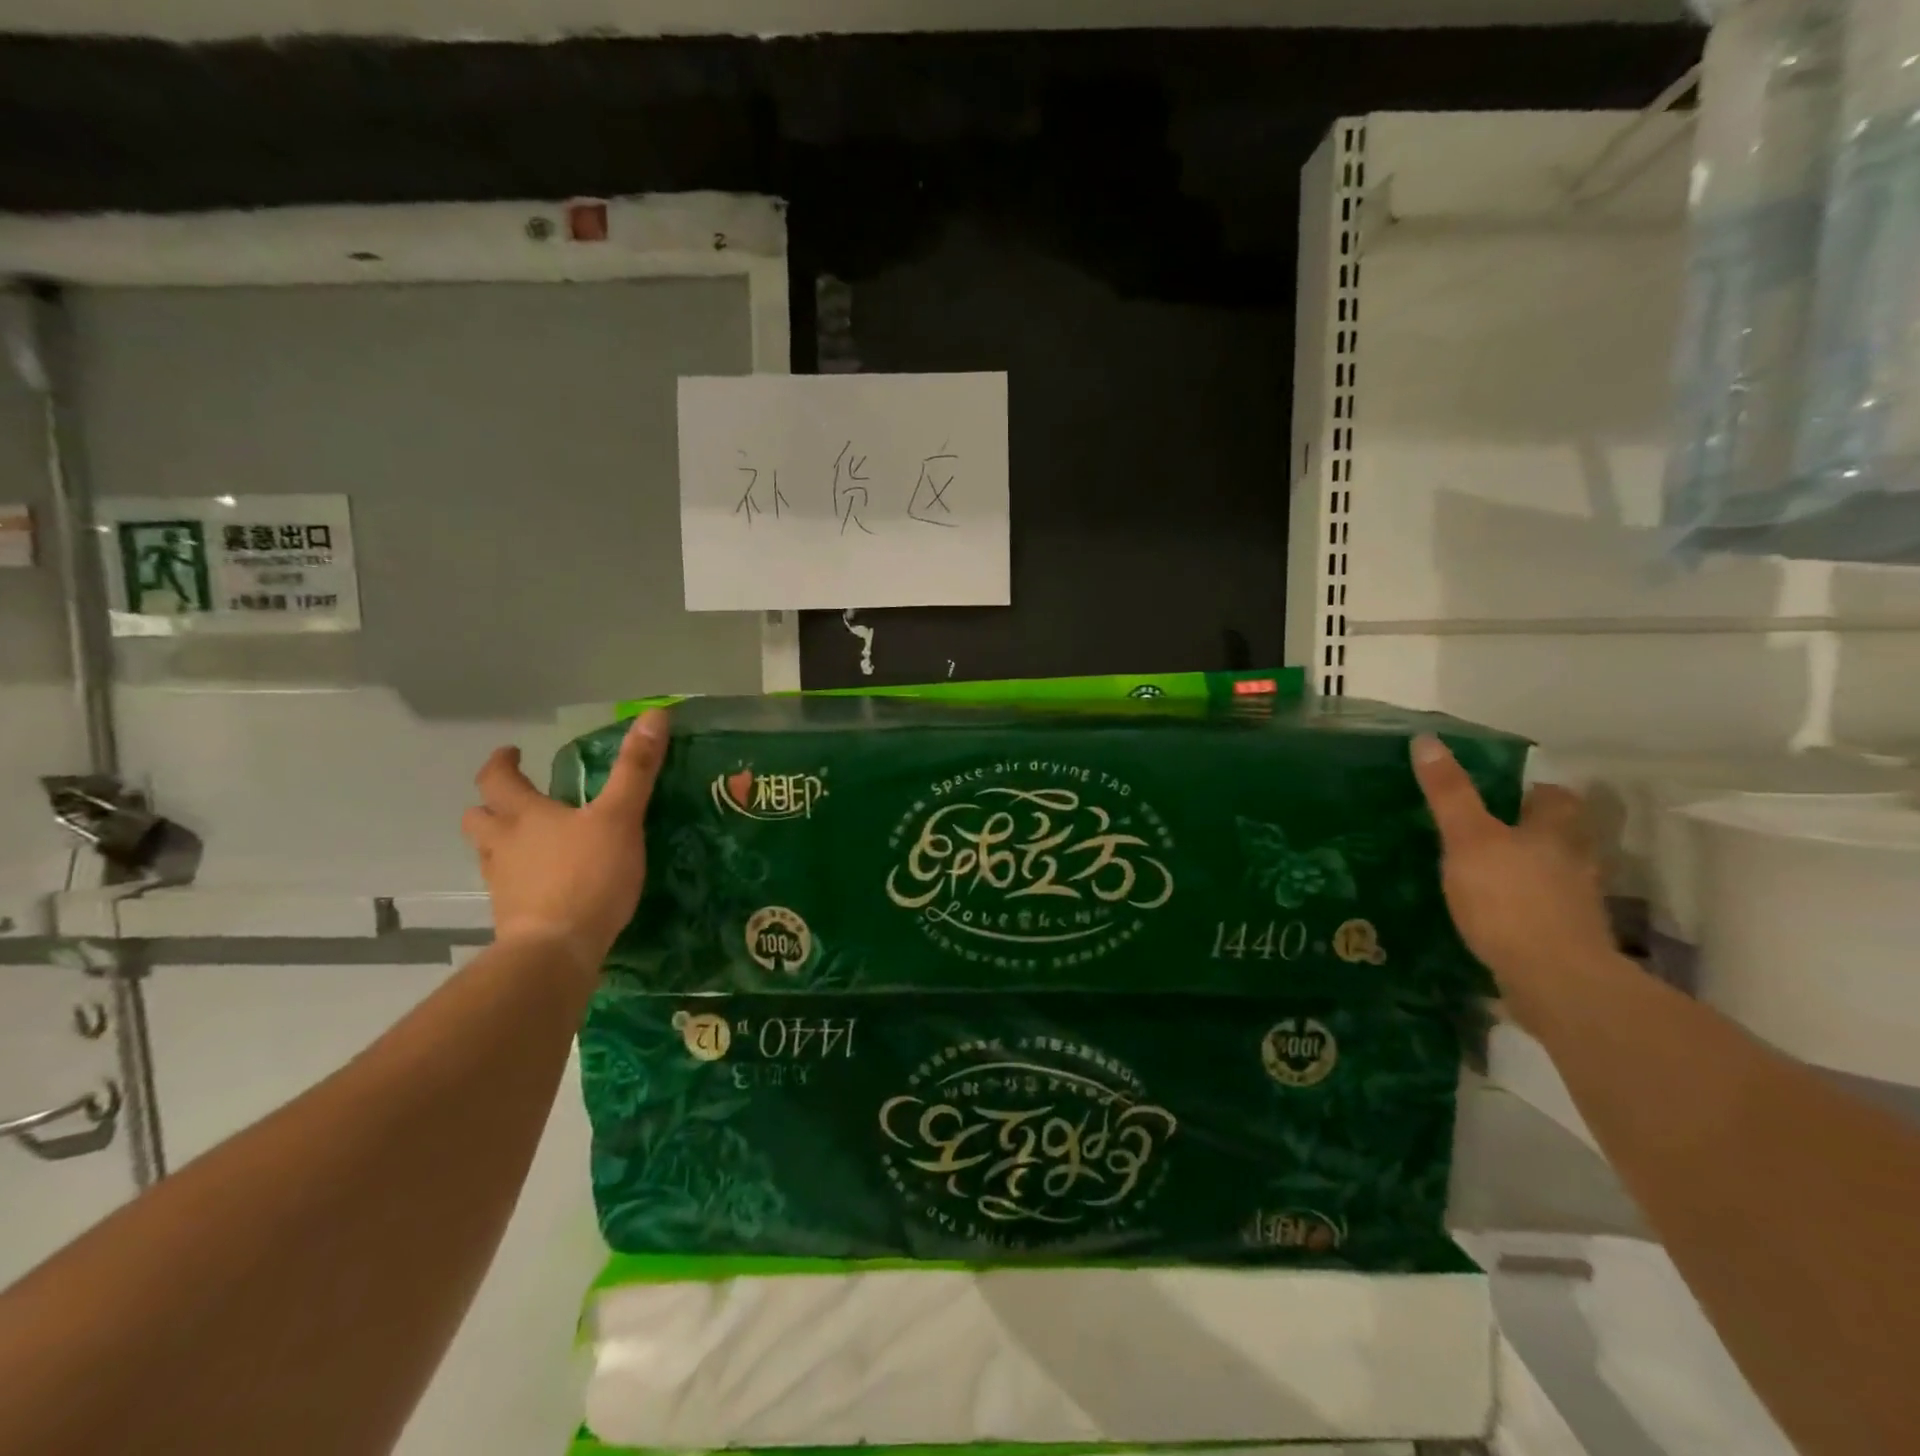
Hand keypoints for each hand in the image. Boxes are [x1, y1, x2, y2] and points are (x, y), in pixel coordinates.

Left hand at [461, 709, 668, 980]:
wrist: (557, 950)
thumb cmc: (588, 875)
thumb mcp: (620, 816)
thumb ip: (636, 768)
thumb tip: (654, 714)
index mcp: (524, 816)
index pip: (497, 779)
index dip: (502, 762)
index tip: (512, 753)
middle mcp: (503, 846)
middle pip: (478, 819)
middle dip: (491, 805)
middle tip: (515, 802)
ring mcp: (503, 884)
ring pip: (488, 855)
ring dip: (501, 843)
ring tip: (529, 843)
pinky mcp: (512, 917)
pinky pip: (508, 888)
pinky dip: (519, 879)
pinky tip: (544, 886)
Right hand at [1411, 735, 1617, 1018]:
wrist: (1554, 981)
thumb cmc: (1509, 899)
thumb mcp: (1468, 839)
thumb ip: (1449, 794)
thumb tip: (1427, 739)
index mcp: (1555, 832)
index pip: (1556, 798)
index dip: (1533, 791)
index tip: (1504, 793)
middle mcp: (1574, 863)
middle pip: (1560, 836)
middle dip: (1532, 832)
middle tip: (1489, 832)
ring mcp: (1576, 905)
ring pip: (1555, 874)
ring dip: (1530, 871)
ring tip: (1488, 873)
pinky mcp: (1568, 940)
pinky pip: (1546, 912)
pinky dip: (1526, 908)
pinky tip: (1497, 916)